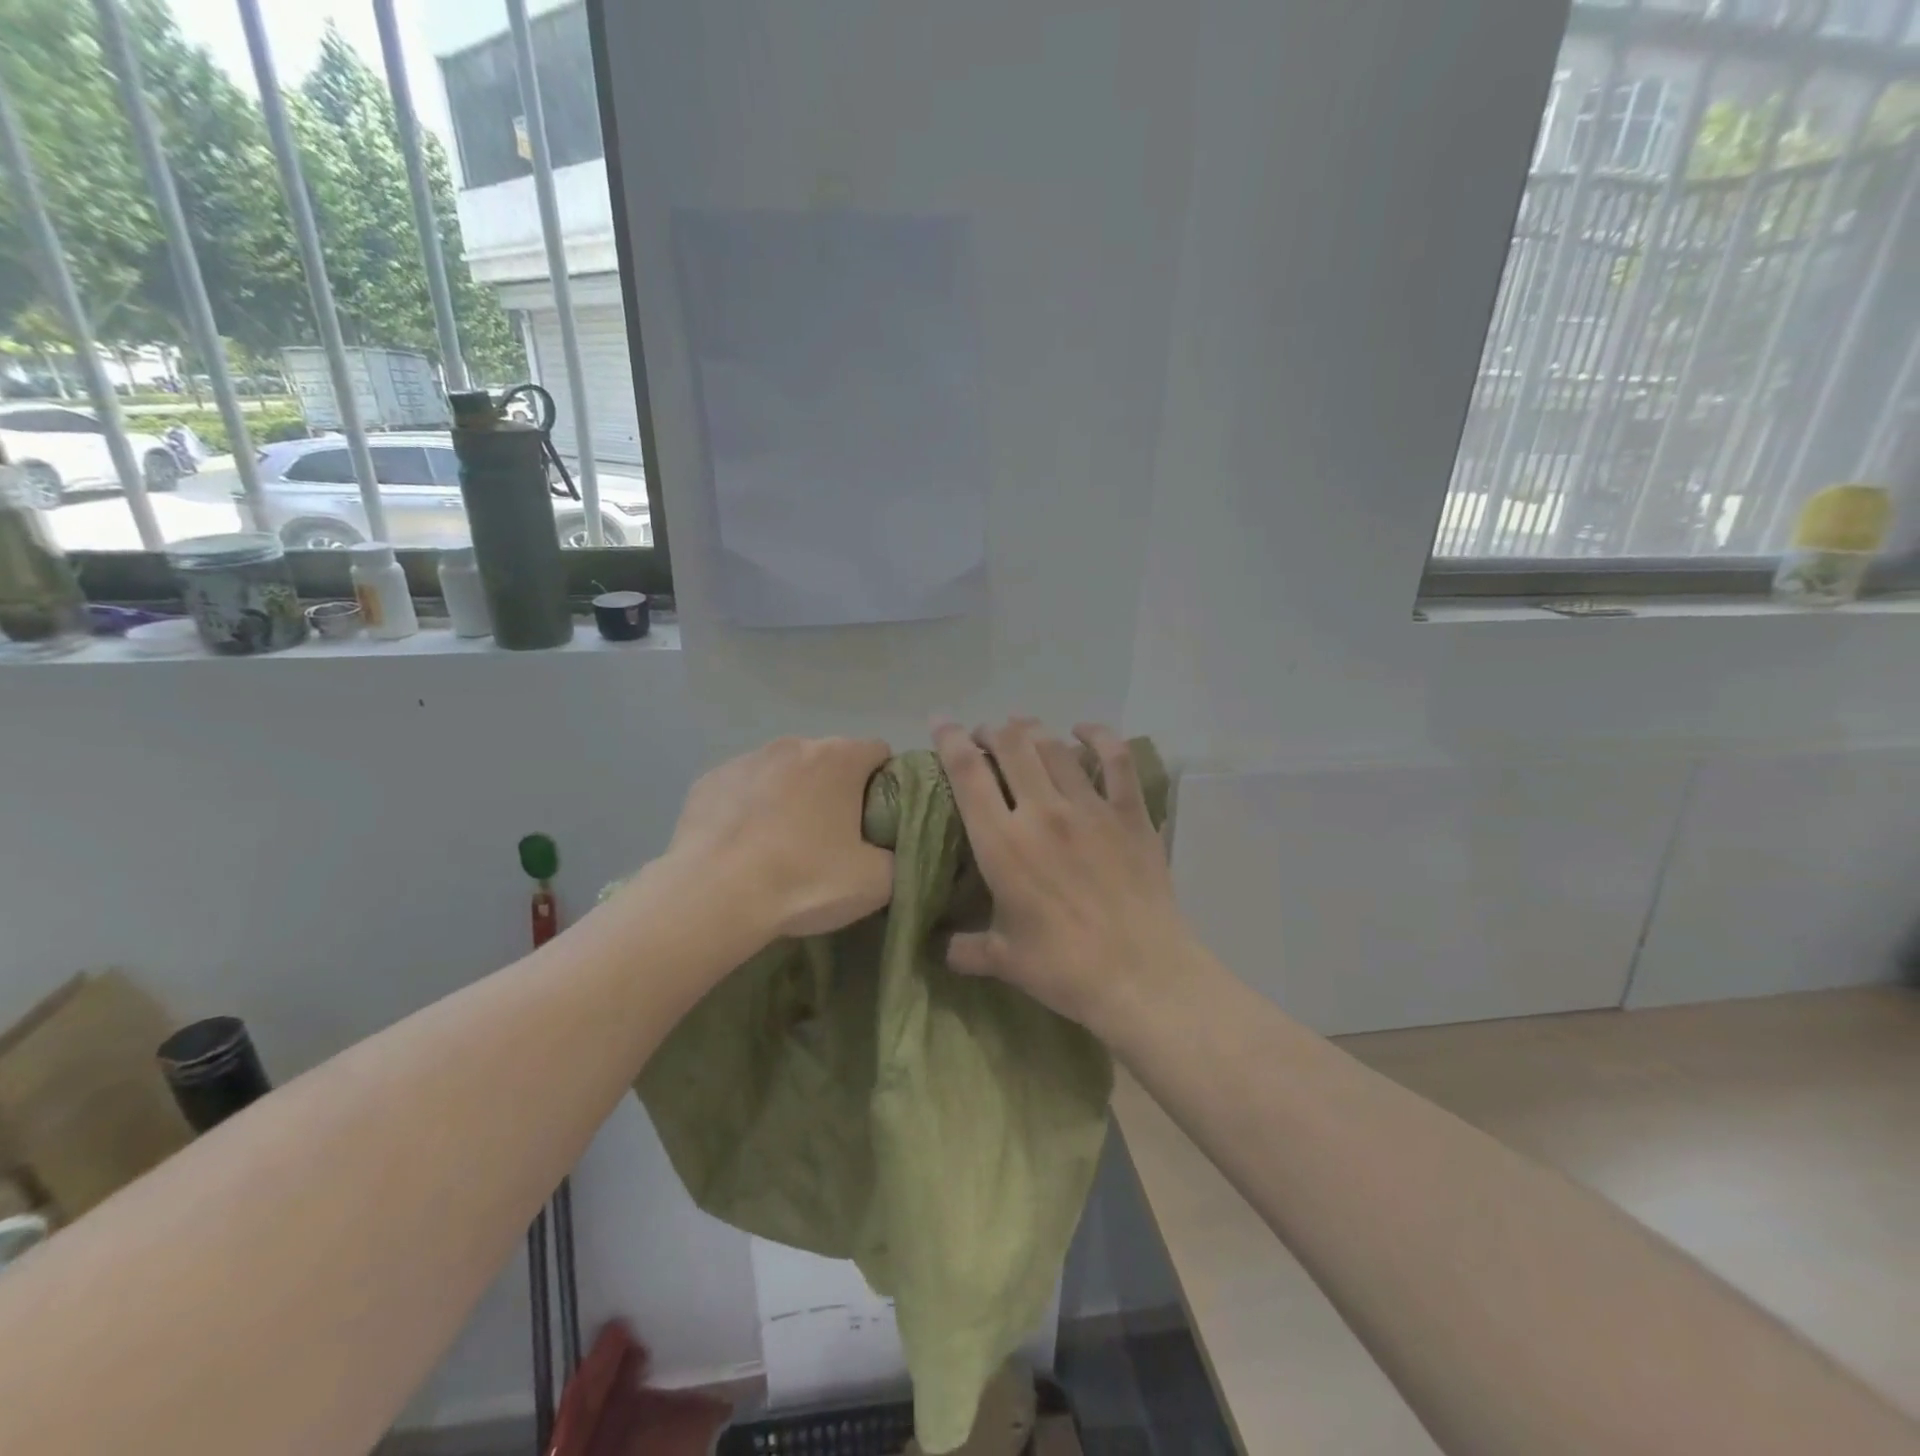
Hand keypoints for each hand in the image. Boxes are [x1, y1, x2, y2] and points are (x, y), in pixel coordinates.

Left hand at [665, 736, 894, 939]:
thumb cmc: (803, 881)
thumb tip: (890, 849)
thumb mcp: (877, 882)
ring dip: (793, 797)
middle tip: (834, 839)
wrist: (712, 898)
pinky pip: (745, 788)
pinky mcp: (709, 780)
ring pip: (785, 772)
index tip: (877, 820)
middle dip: (837, 790)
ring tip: (783, 845)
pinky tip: (744, 845)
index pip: (880, 753)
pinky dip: (752, 808)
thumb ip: (898, 855)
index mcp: (839, 758)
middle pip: (831, 760)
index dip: (886, 784)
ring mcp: (747, 759)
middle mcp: (794, 745)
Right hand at [933, 716, 1191, 1034]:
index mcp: (1002, 844)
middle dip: (992, 731)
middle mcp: (1042, 812)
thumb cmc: (1064, 969)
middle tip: (985, 736)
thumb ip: (965, 947)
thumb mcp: (1003, 960)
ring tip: (1022, 730)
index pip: (967, 773)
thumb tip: (938, 948)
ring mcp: (1090, 808)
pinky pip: (1115, 759)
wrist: (1141, 975)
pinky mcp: (1129, 813)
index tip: (940, 721)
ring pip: (1054, 747)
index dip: (949, 738)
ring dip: (1032, 730)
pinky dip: (1098, 736)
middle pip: (1011, 745)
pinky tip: (1083, 731)